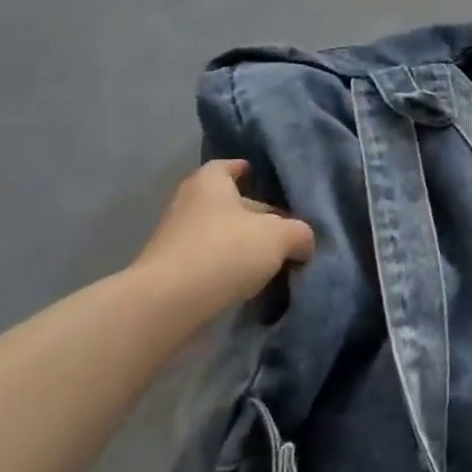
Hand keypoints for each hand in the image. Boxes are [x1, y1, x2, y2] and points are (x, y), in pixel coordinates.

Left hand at [131, 161, 315, 311]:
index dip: (247, 171)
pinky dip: (227, 269)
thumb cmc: (225, 252)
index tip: (265, 181)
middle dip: (255, 215)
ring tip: (273, 260)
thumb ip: (299, 233)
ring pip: (219, 235)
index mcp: (210, 183)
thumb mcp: (279, 237)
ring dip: (242, 245)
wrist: (168, 305)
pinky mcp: (172, 273)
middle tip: (285, 230)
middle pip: (228, 203)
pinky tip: (250, 283)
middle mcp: (188, 204)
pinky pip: (209, 263)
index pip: (228, 166)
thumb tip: (303, 242)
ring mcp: (176, 240)